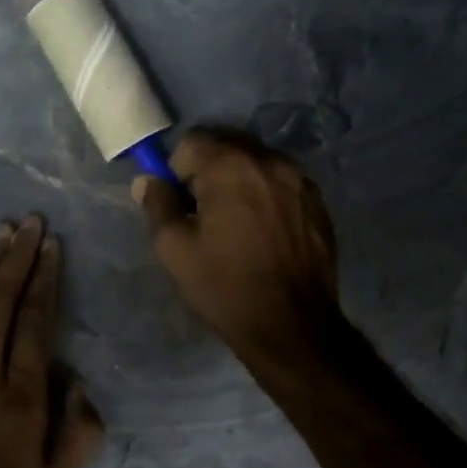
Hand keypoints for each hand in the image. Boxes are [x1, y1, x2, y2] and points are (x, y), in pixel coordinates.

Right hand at [133, 129, 343, 358]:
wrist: (291, 326)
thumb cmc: (225, 286)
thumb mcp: (175, 249)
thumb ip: (158, 204)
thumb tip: (148, 179)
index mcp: (231, 166)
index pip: (193, 141)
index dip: (178, 169)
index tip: (181, 204)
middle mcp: (269, 161)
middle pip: (228, 145)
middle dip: (210, 170)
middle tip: (205, 213)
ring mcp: (300, 180)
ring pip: (257, 162)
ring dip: (240, 180)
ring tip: (237, 224)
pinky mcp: (318, 202)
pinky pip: (282, 183)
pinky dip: (266, 195)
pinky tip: (264, 232)